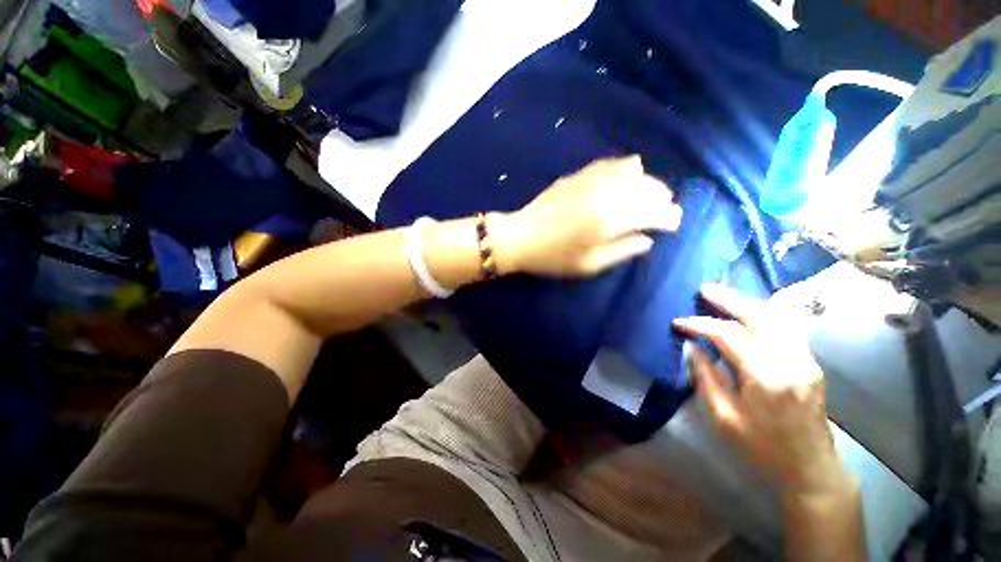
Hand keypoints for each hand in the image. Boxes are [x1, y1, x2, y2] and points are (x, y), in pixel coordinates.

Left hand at [492, 156, 682, 276]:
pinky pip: (611, 163)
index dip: (669, 217)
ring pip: (633, 173)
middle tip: (666, 209)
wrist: (520, 237)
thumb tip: (648, 240)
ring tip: (652, 193)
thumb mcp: (589, 265)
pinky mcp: (578, 174)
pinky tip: (632, 169)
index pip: (653, 213)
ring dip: (648, 182)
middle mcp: (607, 193)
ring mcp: (592, 180)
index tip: (675, 223)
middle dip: (662, 198)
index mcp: (611, 219)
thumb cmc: (553, 257)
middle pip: (647, 189)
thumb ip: (623, 250)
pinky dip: (626, 167)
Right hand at [673, 284, 851, 498]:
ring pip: (777, 316)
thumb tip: (693, 347)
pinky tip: (748, 311)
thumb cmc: (762, 447)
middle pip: (759, 315)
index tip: (678, 323)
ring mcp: (805, 358)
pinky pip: (786, 325)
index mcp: (766, 377)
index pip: (729, 335)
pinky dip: (763, 312)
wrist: (810, 467)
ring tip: (723, 295)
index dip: (700, 324)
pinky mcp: (810, 361)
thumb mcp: (723, 417)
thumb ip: (706, 377)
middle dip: (728, 299)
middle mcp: (790, 360)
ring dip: (747, 302)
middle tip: (704, 288)